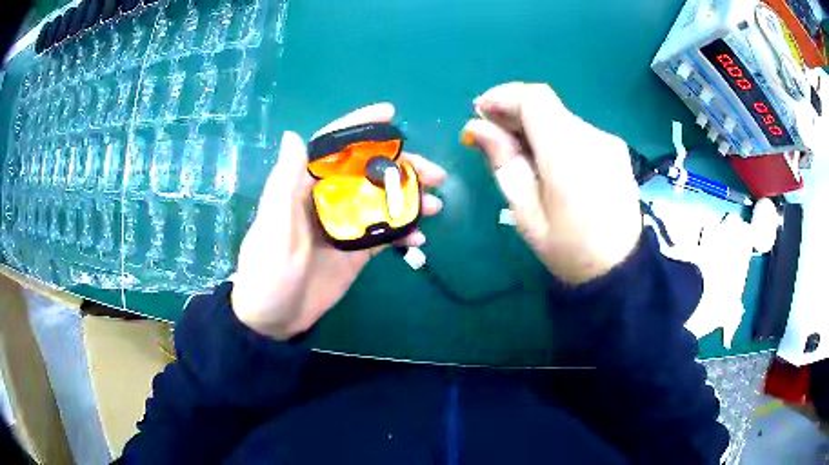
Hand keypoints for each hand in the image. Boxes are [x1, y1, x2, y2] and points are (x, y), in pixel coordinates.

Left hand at [231, 104, 446, 339]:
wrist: (273, 321)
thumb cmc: (267, 274)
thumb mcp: (273, 229)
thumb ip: (284, 185)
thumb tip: (293, 135)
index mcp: (304, 187)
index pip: (332, 147)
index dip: (359, 126)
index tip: (391, 114)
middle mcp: (327, 200)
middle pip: (368, 172)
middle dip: (402, 167)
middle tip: (434, 174)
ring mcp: (344, 226)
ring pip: (382, 201)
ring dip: (410, 199)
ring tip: (436, 204)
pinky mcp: (355, 251)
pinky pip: (385, 234)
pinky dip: (404, 232)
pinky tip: (420, 238)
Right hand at [462, 83, 641, 283]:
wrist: (620, 269)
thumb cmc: (568, 249)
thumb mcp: (526, 213)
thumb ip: (503, 163)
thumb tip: (477, 127)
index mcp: (568, 156)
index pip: (534, 99)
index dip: (503, 96)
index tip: (480, 112)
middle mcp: (593, 138)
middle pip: (547, 105)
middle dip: (514, 112)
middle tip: (492, 136)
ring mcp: (608, 142)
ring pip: (561, 117)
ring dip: (535, 126)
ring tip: (521, 155)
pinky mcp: (616, 148)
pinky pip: (577, 130)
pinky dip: (556, 136)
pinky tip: (550, 162)